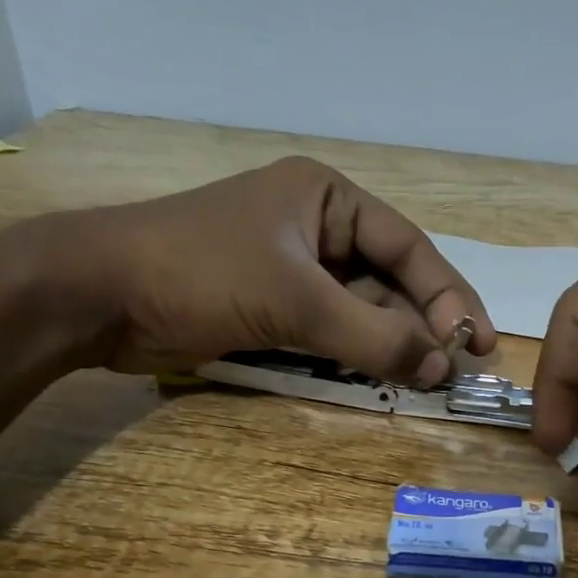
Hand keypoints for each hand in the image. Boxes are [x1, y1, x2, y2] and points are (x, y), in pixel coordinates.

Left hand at [57, 157, 496, 383]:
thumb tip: (442, 368)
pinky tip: (384, 377)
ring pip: (363, 309)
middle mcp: (317, 227)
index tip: (478, 342)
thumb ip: (373, 336)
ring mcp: (295, 268)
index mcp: (327, 197)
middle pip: (390, 279)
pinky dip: (357, 354)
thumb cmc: (200, 273)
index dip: (449, 295)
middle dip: (422, 324)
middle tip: (456, 370)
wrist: (98, 295)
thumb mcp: (296, 300)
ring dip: (392, 344)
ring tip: (426, 381)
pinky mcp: (275, 305)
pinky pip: (333, 329)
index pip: (407, 247)